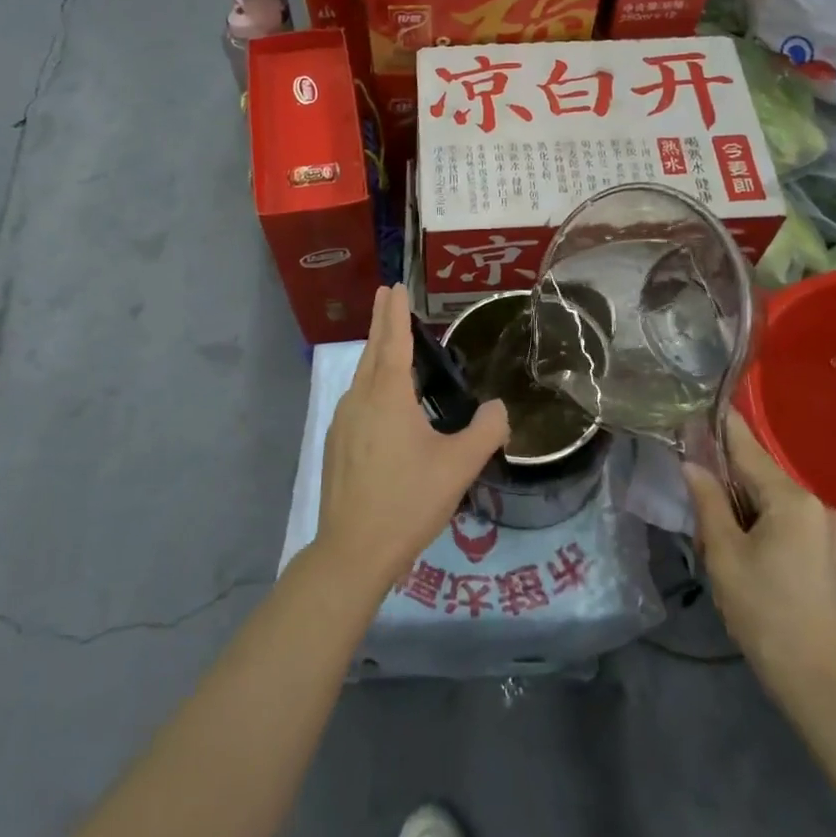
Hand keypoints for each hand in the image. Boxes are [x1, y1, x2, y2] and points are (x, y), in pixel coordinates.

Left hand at [315, 285, 509, 596]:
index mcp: (388, 396)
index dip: (395, 312)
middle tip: (387, 295)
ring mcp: (343, 422)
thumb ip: (486, 431)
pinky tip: (381, 402)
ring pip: (362, 377)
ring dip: (376, 355)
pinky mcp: (336, 444)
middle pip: (373, 352)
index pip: (393, 341)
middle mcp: (360, 399)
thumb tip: (500, 408)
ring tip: (390, 345)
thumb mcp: (459, 467)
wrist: (353, 550)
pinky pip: (356, 400)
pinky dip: (370, 384)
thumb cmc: (408, 501)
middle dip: (381, 322)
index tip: (393, 286)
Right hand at [683, 411, 835, 701]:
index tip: (702, 404)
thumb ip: (707, 501)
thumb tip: (692, 464)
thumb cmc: (764, 612)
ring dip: (746, 507)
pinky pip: (792, 522)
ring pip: (776, 501)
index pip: (748, 449)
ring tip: (719, 535)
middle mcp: (819, 506)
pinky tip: (749, 549)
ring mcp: (834, 531)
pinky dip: (766, 523)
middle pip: (762, 477)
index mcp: (793, 501)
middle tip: (697, 496)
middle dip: (729, 481)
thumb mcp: (724, 554)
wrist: (820, 682)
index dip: (723, 426)